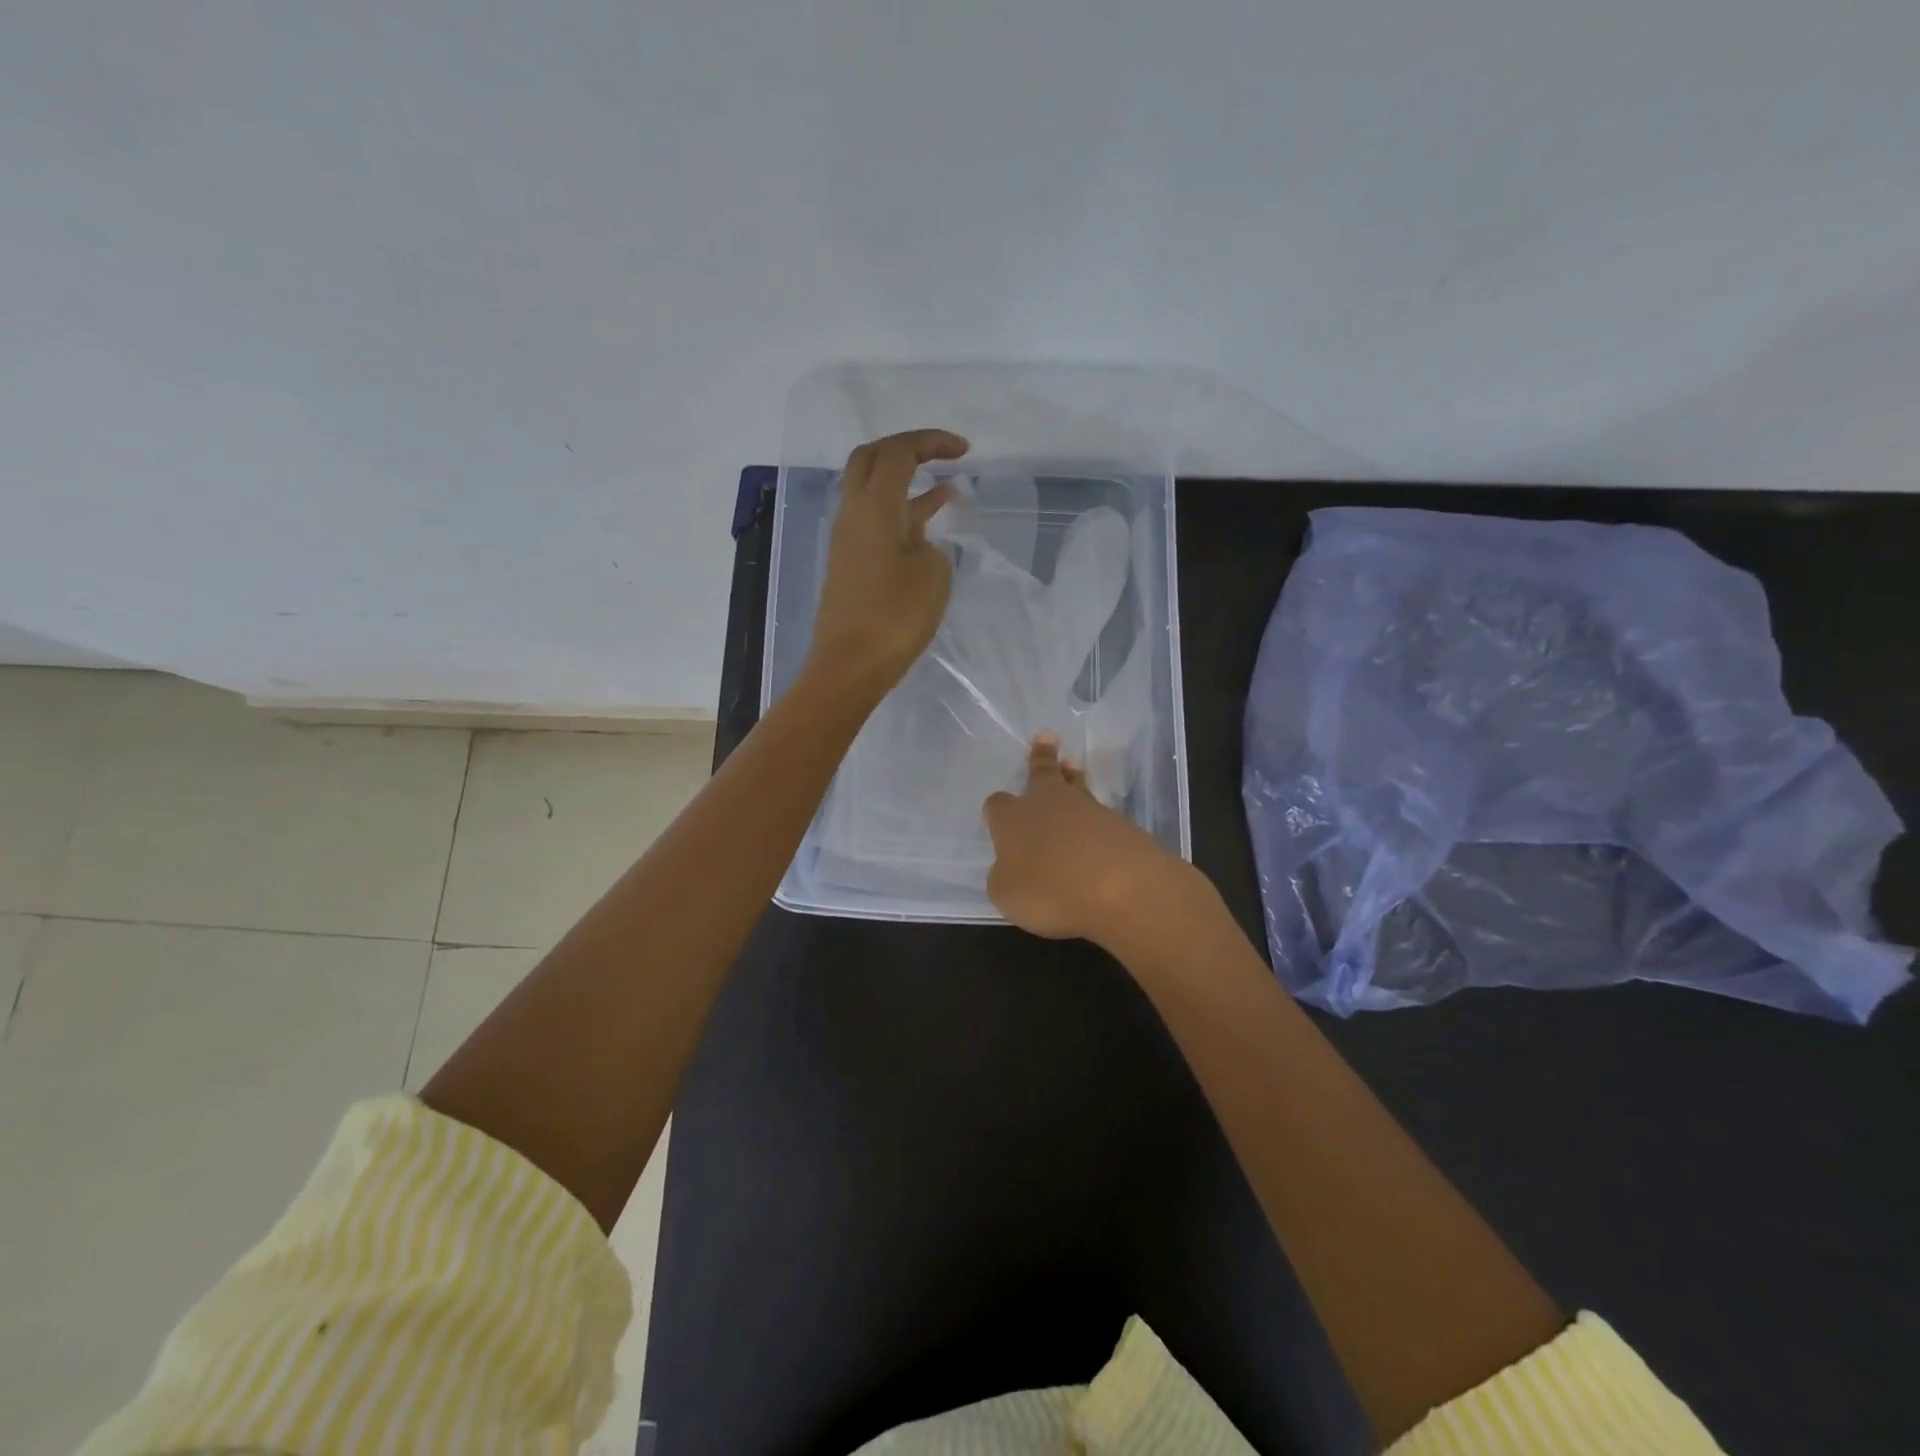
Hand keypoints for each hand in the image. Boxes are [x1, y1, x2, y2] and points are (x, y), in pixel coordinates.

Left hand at [803, 428, 969, 700]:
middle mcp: (853, 513)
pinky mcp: (850, 564)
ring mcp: (848, 539)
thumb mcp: (933, 574)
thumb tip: (919, 543)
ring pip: (873, 492)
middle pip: (872, 460)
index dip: (931, 442)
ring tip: (947, 490)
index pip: (898, 452)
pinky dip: (902, 514)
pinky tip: (927, 528)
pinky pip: (876, 523)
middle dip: (908, 450)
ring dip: (907, 484)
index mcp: (873, 505)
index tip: (964, 450)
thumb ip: (932, 546)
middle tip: (943, 456)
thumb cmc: (894, 616)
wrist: (850, 666)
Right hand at [984, 734, 1205, 948]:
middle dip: (1041, 757)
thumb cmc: (1049, 890)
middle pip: (1042, 774)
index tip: (997, 811)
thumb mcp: (1007, 894)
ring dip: (1072, 777)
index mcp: (1013, 819)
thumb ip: (1005, 876)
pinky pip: (1100, 815)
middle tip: (1047, 737)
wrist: (1120, 887)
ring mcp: (1088, 810)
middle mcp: (1048, 804)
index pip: (997, 805)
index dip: (996, 810)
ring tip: (1072, 766)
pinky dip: (1095, 817)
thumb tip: (1012, 868)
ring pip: (1076, 787)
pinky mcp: (1120, 825)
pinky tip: (1096, 828)